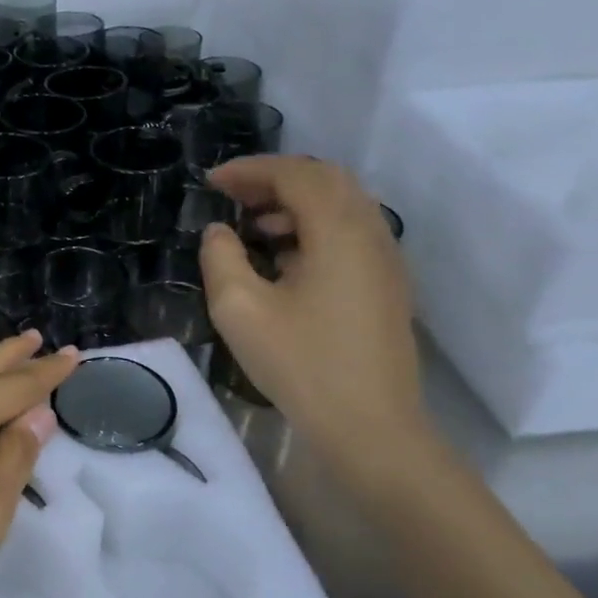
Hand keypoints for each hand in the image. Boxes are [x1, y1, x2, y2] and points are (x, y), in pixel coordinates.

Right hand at [200, 156, 435, 492]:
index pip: (295, 175)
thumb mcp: (240, 309)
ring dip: (296, 201)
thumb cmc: (302, 365)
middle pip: (325, 180)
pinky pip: (351, 232)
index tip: (210, 182)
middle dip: (274, 179)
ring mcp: (386, 259)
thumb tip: (219, 231)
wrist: (371, 427)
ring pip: (343, 204)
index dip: (249, 170)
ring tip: (253, 225)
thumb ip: (220, 257)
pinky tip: (284, 257)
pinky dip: (315, 226)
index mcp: (339, 231)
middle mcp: (372, 232)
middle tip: (232, 196)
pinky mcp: (387, 284)